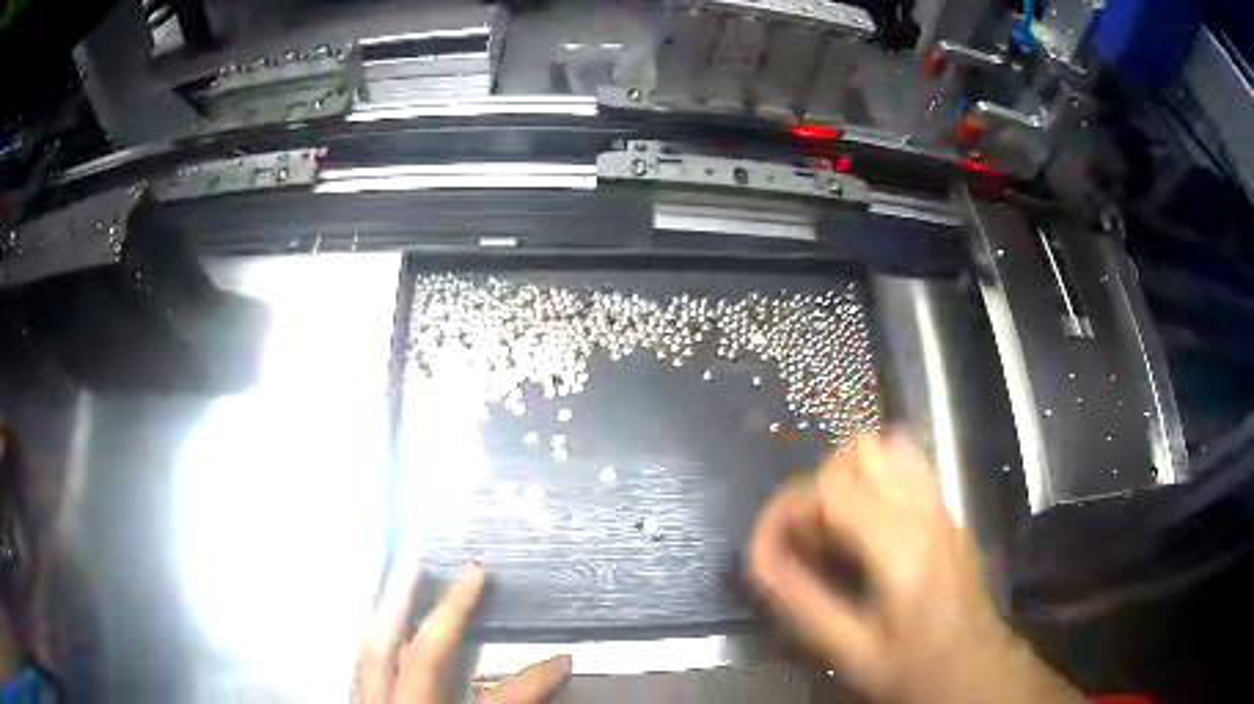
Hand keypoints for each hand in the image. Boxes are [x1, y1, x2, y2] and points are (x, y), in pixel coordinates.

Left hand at [356, 561, 571, 702]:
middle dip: (432, 608)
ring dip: (391, 609)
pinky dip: (373, 637)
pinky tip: (379, 623)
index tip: (563, 659)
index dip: (531, 682)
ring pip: (372, 653)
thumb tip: (552, 687)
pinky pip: (361, 666)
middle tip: (454, 567)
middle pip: (411, 657)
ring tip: (404, 572)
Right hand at [747, 432, 1082, 703]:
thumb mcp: (850, 651)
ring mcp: (942, 506)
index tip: (770, 547)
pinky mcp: (948, 514)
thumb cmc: (914, 667)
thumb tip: (760, 560)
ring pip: (889, 447)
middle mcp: (924, 511)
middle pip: (862, 450)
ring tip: (837, 528)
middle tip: (811, 541)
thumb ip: (801, 602)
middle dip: (820, 487)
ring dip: (850, 476)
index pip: (831, 488)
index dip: (787, 509)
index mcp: (900, 545)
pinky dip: (875, 481)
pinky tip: (868, 531)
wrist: (975, 668)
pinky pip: (907, 468)